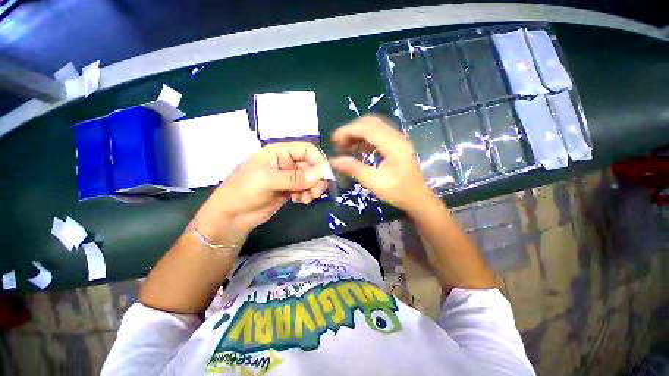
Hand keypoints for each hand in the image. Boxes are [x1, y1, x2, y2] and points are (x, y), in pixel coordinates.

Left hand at [193, 142, 328, 245]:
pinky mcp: (289, 189)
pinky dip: (307, 194)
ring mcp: (288, 177)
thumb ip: (294, 178)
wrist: (232, 216)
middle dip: (316, 179)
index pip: (306, 150)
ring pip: (310, 178)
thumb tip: (320, 175)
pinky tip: (299, 201)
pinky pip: (305, 189)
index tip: (324, 176)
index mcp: (279, 152)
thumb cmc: (243, 191)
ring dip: (312, 188)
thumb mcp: (268, 181)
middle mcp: (286, 162)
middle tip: (316, 193)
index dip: (318, 160)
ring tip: (306, 199)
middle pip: (311, 165)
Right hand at [330, 115, 436, 211]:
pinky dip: (365, 139)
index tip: (333, 139)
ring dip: (357, 134)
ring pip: (374, 128)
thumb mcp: (374, 182)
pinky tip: (356, 149)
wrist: (417, 198)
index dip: (348, 131)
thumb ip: (354, 169)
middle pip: (370, 123)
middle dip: (351, 130)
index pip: (367, 128)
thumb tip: (334, 161)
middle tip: (338, 143)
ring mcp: (397, 140)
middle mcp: (397, 137)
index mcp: (393, 145)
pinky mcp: (396, 145)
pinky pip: (378, 135)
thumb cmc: (398, 192)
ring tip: (344, 146)